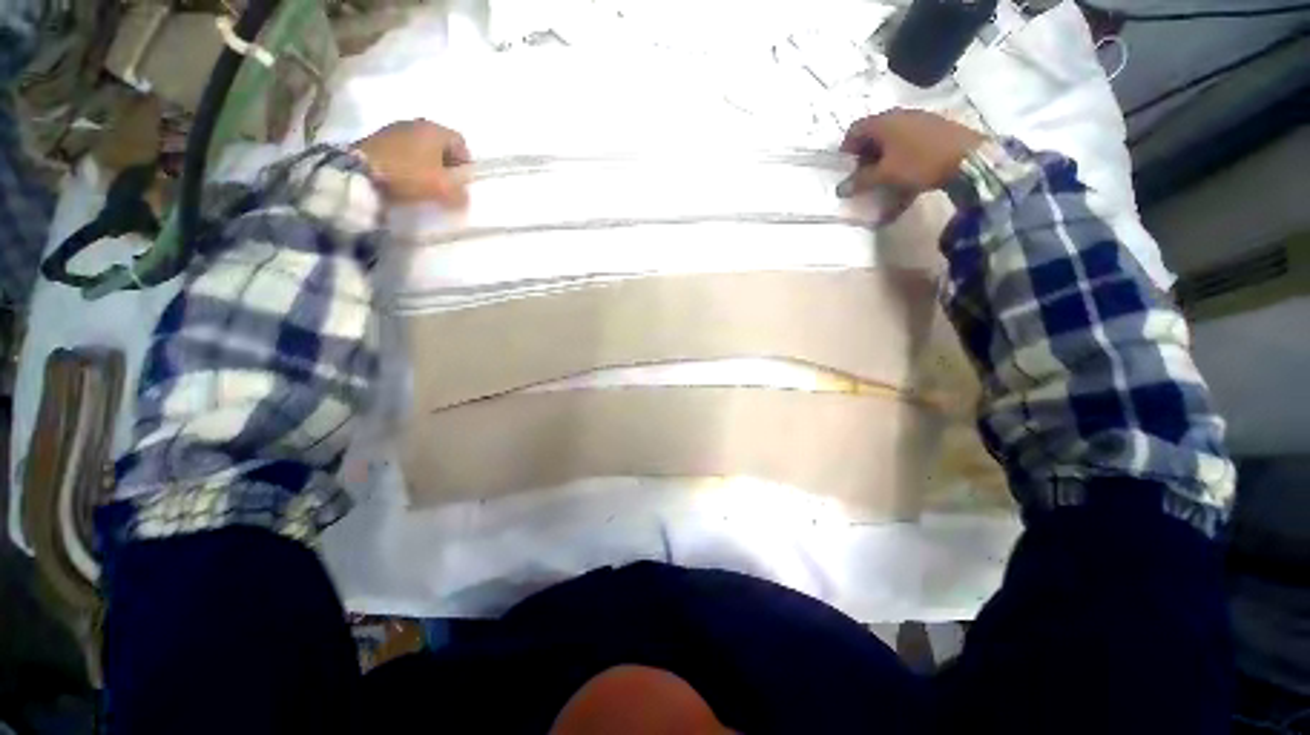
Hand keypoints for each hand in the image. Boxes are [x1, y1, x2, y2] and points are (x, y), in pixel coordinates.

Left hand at [354, 119, 471, 205]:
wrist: (359, 171)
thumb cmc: (409, 175)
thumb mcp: (443, 189)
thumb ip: (460, 193)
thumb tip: (464, 196)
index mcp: (435, 130)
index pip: (461, 142)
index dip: (465, 163)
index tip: (462, 181)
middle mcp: (416, 123)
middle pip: (440, 143)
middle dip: (446, 163)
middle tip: (445, 184)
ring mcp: (394, 128)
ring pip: (421, 146)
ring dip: (427, 162)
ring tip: (424, 183)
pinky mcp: (377, 138)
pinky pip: (403, 149)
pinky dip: (409, 162)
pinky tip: (405, 178)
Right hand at [837, 109, 984, 198]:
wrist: (969, 158)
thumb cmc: (919, 163)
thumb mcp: (885, 175)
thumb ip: (860, 181)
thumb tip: (840, 189)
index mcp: (883, 122)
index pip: (854, 130)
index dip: (846, 150)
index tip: (845, 169)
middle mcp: (899, 116)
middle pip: (872, 135)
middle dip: (864, 157)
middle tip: (862, 177)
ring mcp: (919, 121)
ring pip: (891, 140)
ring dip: (882, 160)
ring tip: (882, 180)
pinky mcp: (934, 130)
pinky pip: (908, 144)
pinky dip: (900, 160)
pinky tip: (904, 179)